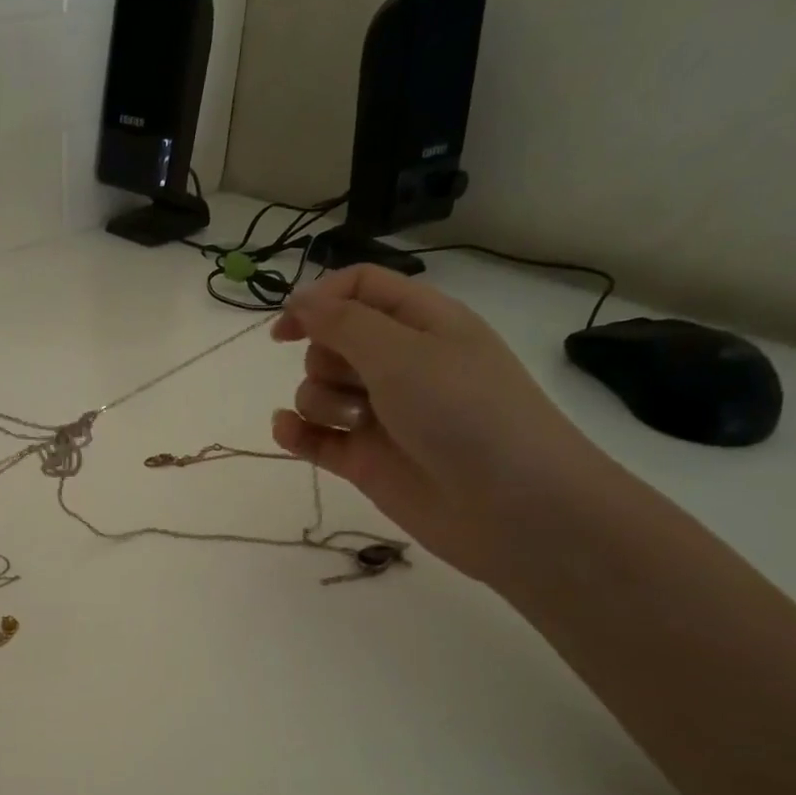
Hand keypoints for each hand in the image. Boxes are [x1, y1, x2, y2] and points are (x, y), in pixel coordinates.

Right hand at [269, 265, 605, 580]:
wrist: (510, 506)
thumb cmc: (464, 412)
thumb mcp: (402, 353)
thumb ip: (342, 322)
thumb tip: (297, 298)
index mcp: (420, 322)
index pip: (358, 289)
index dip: (317, 300)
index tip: (285, 329)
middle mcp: (398, 363)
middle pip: (330, 342)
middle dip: (325, 359)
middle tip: (358, 383)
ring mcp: (379, 414)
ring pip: (318, 391)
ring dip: (322, 403)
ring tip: (358, 425)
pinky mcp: (363, 459)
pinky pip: (313, 437)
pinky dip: (296, 433)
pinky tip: (287, 432)